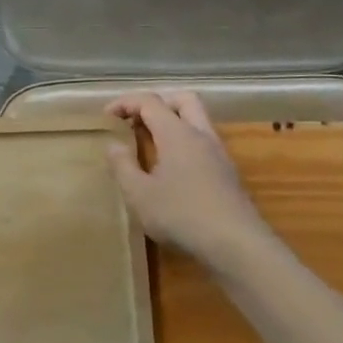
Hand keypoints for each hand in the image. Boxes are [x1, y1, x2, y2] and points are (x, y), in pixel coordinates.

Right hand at [104, 92, 276, 272]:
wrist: (236, 243)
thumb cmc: (181, 215)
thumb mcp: (140, 195)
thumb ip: (123, 166)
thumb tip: (113, 144)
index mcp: (177, 132)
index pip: (150, 101)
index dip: (125, 103)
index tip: (106, 117)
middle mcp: (200, 134)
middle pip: (182, 99)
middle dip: (157, 104)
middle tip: (136, 122)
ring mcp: (218, 152)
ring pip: (197, 120)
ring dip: (173, 123)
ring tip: (151, 146)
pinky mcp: (227, 172)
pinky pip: (203, 143)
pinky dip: (185, 143)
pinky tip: (173, 170)